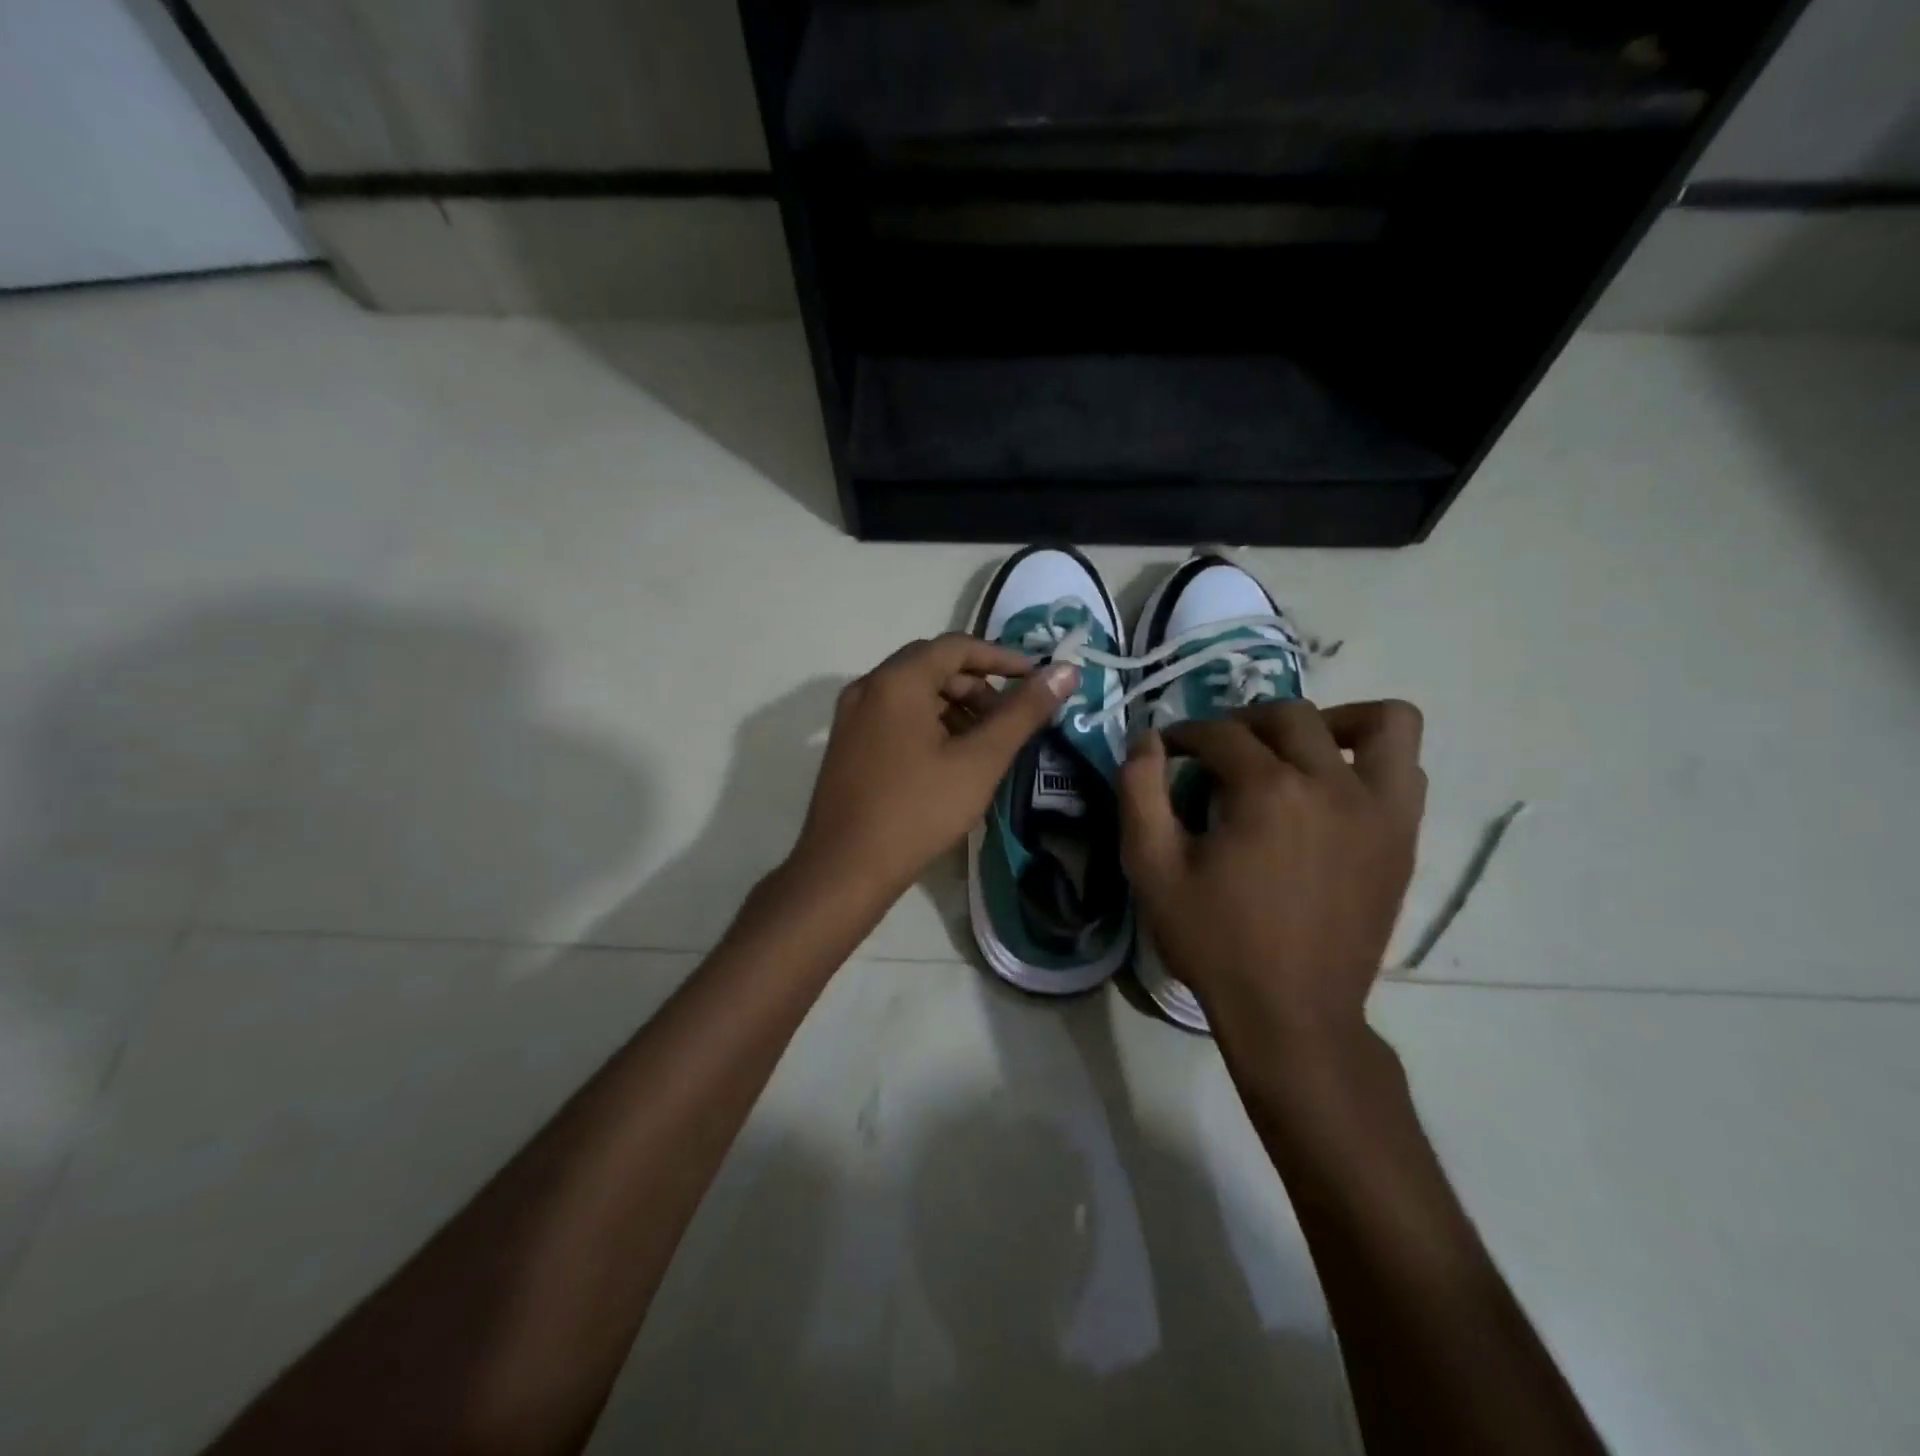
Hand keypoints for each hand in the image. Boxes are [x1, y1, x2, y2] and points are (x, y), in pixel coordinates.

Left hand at [791, 634, 1078, 907]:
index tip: (1035, 679)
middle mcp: (868, 687)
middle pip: (932, 667)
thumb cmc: (918, 811)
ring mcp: (851, 717)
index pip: (957, 646)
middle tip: (1010, 718)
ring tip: (985, 744)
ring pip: (913, 694)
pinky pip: (895, 716)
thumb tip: (1065, 671)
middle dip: (978, 686)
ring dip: (954, 707)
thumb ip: (1023, 713)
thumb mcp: (980, 761)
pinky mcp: (847, 744)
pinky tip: (950, 760)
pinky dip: (929, 724)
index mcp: (897, 681)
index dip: (1002, 657)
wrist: (844, 869)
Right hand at [1119, 700, 1425, 1045]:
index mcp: (1267, 791)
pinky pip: (1407, 767)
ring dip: (1329, 722)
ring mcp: (1379, 809)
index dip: (1184, 736)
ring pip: (1377, 723)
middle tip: (1216, 754)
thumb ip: (1139, 793)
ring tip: (1294, 750)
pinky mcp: (1403, 836)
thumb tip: (1145, 738)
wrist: (1292, 1012)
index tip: (1166, 752)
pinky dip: (1372, 757)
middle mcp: (1331, 785)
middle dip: (1241, 723)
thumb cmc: (1215, 941)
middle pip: (1288, 717)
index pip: (1220, 734)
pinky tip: (1334, 785)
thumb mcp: (1152, 869)